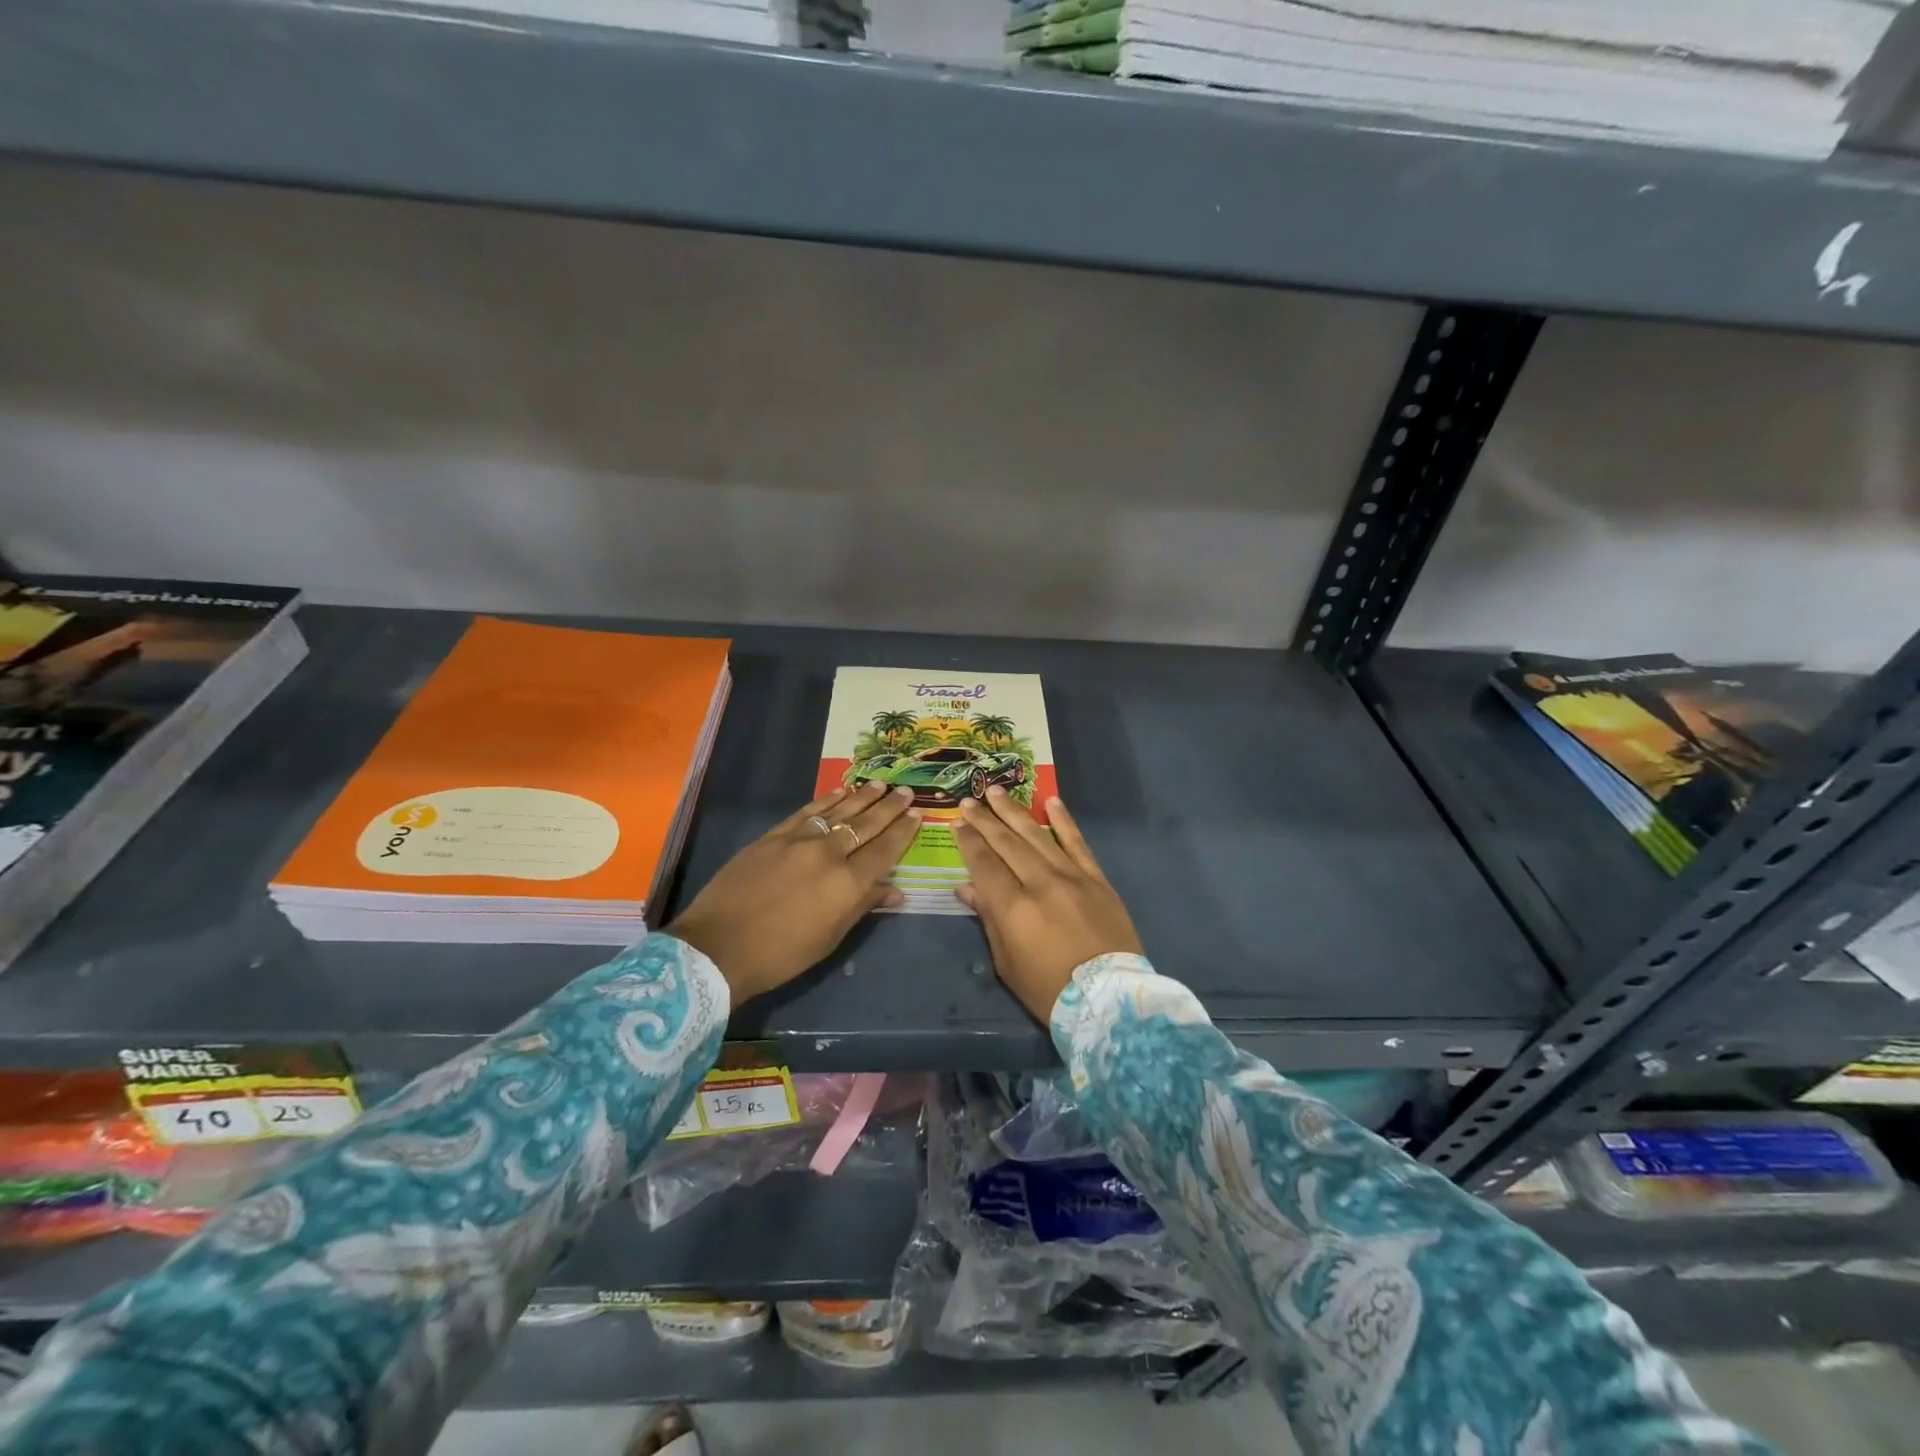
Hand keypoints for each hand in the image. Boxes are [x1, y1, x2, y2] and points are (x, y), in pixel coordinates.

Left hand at [668, 782, 918, 1003]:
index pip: (884, 851)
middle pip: (865, 825)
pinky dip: (826, 800)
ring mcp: (798, 840)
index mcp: (847, 884)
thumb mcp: (829, 938)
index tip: (917, 815)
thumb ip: (862, 907)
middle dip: (888, 808)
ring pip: (838, 812)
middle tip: (905, 791)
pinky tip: (840, 791)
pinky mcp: (773, 836)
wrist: (718, 948)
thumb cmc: (781, 955)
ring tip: (880, 785)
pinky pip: (807, 812)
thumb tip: (895, 891)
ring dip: (862, 797)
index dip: (902, 832)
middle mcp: (828, 854)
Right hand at [954, 788, 1141, 1021]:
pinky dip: (1064, 821)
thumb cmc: (1049, 990)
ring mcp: (1072, 877)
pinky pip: (1077, 843)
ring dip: (1014, 812)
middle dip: (985, 821)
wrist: (1110, 1000)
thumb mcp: (1008, 963)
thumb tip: (967, 888)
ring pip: (1037, 836)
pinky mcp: (1097, 879)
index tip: (956, 823)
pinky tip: (1052, 802)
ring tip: (996, 791)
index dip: (968, 842)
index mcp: (1013, 908)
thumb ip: (988, 919)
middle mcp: (1040, 883)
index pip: (983, 864)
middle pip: (1006, 843)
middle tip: (969, 801)